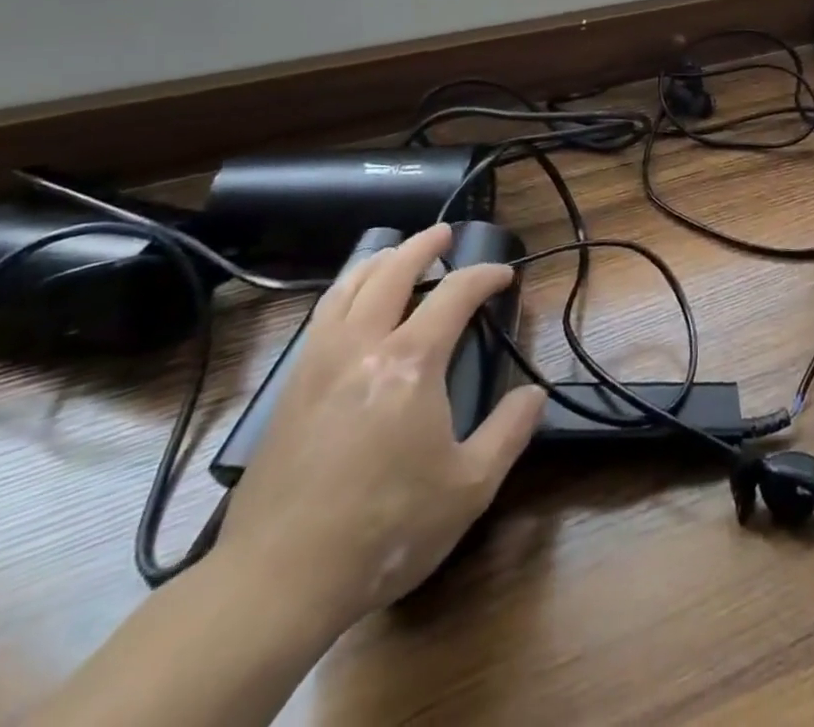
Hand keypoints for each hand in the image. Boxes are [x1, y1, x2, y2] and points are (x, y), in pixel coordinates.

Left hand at [213, 225, 545, 633]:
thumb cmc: (386, 529)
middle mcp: (362, 346)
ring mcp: (319, 365)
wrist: (277, 580)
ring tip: (394, 253)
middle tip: (443, 234)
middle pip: (392, 272)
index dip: (485, 276)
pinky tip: (350, 307)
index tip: (504, 275)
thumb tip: (536, 394)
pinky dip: (343, 293)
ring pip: (347, 288)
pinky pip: (320, 318)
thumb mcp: (468, 487)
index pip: (455, 293)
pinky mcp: (290, 391)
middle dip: (422, 246)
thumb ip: (509, 432)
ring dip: (377, 261)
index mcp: (411, 362)